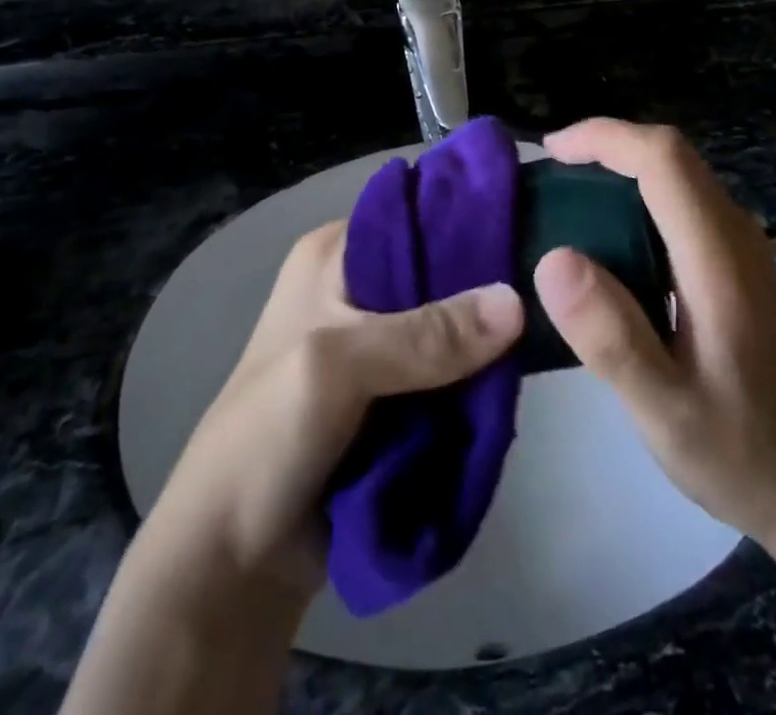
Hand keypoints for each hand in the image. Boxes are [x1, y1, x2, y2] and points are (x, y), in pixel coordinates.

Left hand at [145, 220, 524, 602]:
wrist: (232, 558)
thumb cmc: (269, 434)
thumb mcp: (339, 365)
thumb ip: (427, 335)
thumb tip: (517, 303)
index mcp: (335, 255)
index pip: (417, 217)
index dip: (470, 224)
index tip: (529, 234)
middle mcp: (359, 288)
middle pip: (441, 276)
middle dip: (485, 295)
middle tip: (544, 298)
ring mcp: (377, 347)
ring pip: (451, 330)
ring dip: (485, 347)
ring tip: (543, 340)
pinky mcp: (392, 398)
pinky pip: (449, 378)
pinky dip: (474, 386)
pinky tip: (511, 387)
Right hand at [534, 120, 775, 552]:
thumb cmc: (745, 454)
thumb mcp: (664, 409)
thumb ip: (609, 335)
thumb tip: (553, 258)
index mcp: (718, 258)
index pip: (662, 158)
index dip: (604, 137)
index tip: (551, 151)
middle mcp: (737, 237)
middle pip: (673, 156)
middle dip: (608, 146)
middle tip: (551, 174)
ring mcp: (746, 251)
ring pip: (682, 178)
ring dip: (624, 170)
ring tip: (571, 200)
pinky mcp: (743, 270)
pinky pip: (687, 207)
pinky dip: (642, 199)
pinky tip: (614, 243)